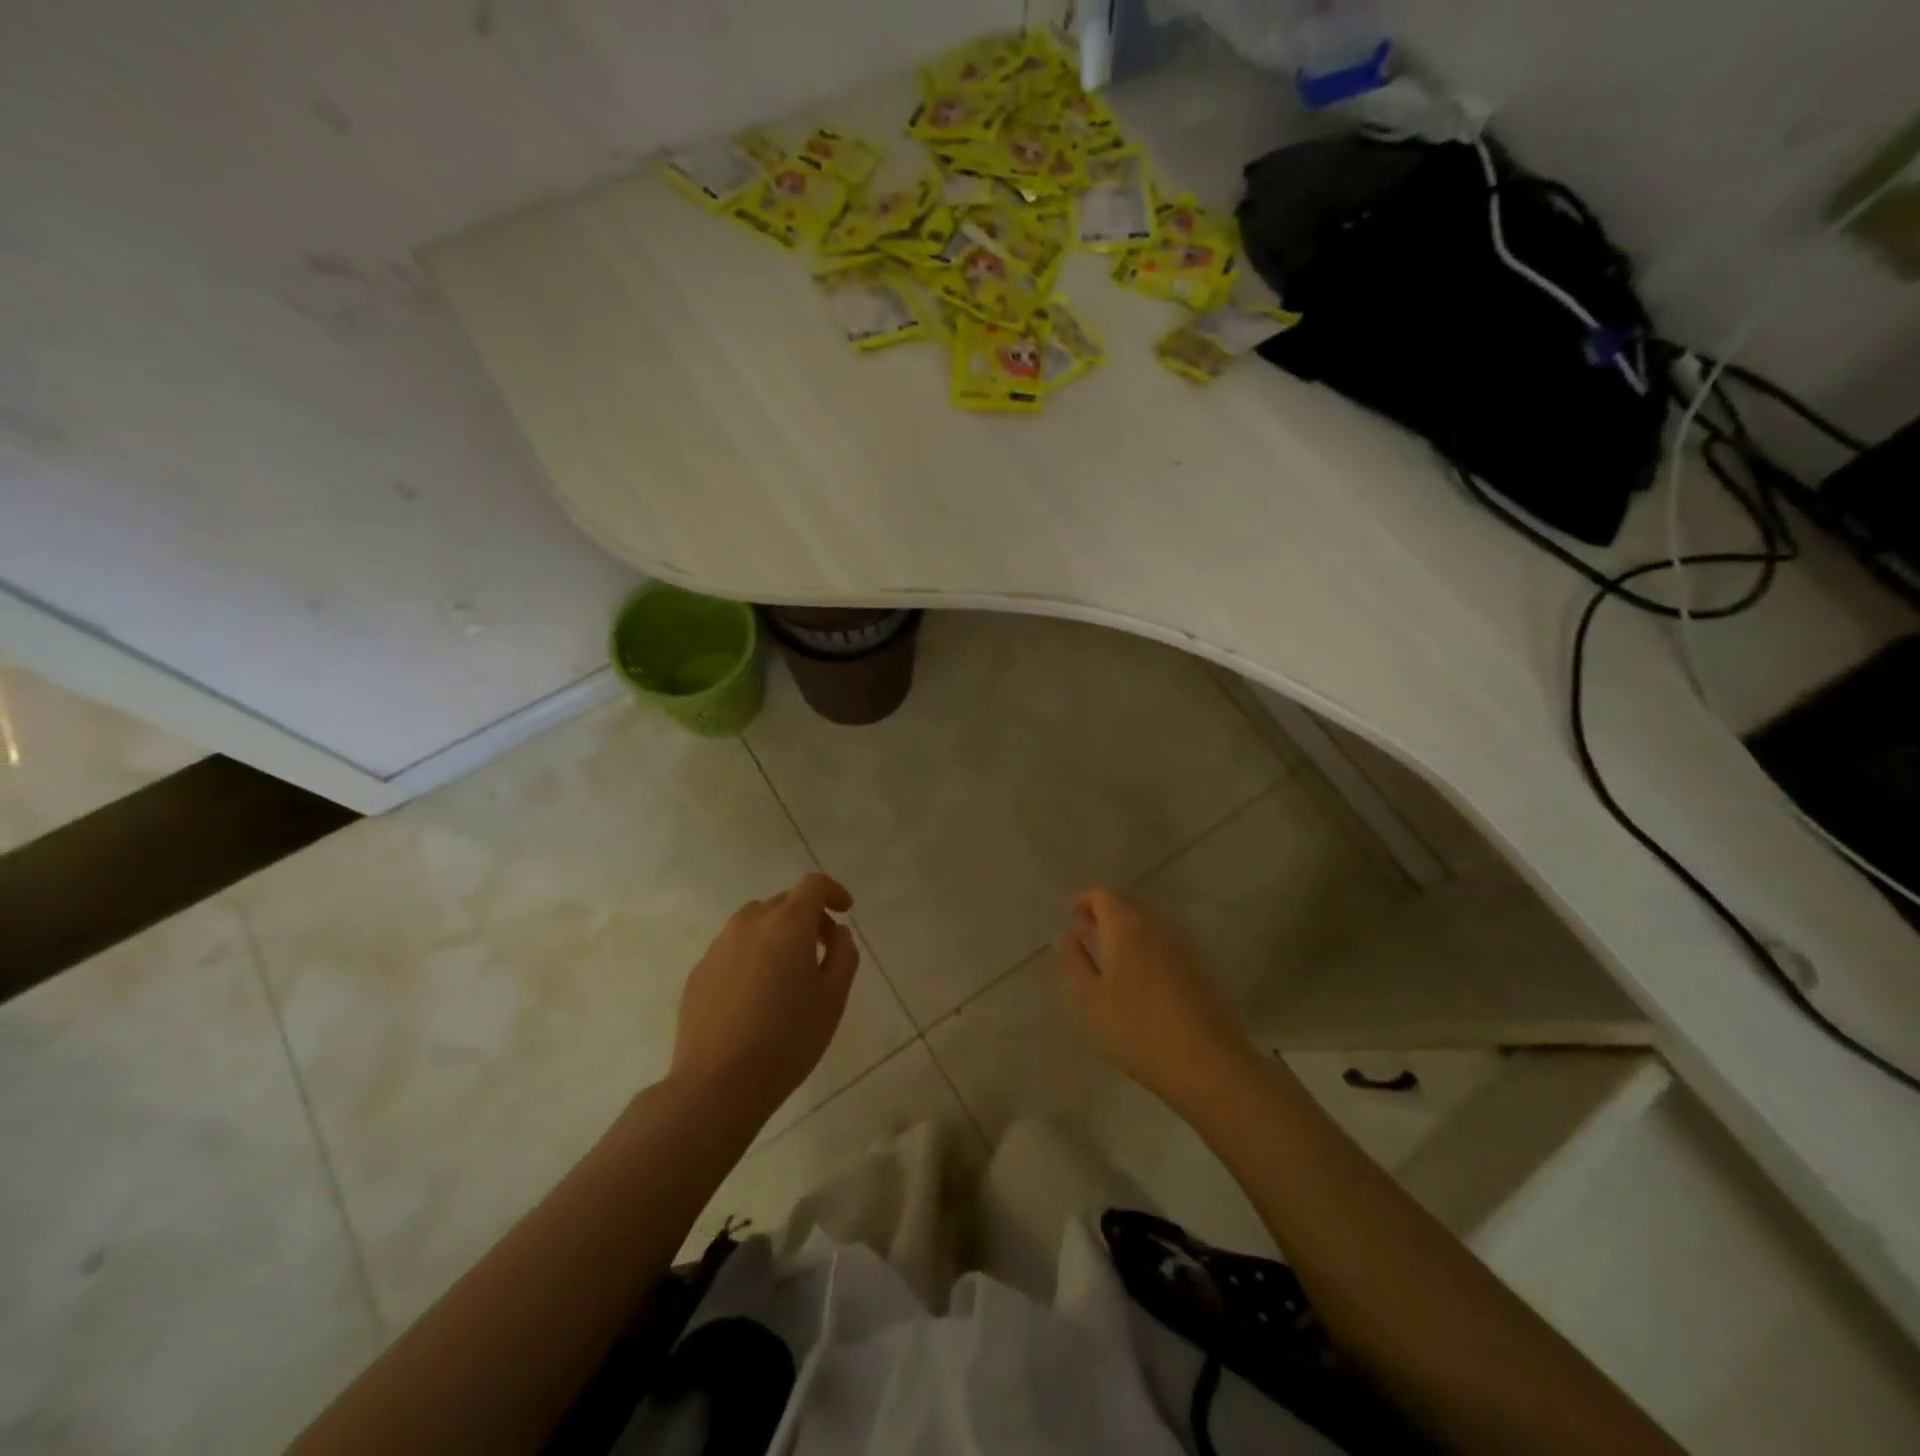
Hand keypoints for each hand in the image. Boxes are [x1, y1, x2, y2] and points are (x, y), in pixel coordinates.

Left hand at [671, 872, 859, 1124]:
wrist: (717, 1084)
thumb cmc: (787, 1039)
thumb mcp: (833, 998)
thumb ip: (843, 955)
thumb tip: (837, 933)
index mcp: (787, 924)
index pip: (813, 885)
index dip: (833, 891)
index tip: (845, 910)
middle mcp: (750, 923)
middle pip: (784, 902)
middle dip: (807, 916)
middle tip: (822, 950)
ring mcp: (719, 946)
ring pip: (755, 922)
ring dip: (776, 933)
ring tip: (786, 972)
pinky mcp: (699, 972)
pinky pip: (733, 949)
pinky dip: (751, 955)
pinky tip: (755, 995)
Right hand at [1055, 886, 1252, 1110]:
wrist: (1208, 1063)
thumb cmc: (1138, 1029)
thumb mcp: (1090, 999)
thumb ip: (1074, 961)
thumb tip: (1067, 934)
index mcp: (1128, 927)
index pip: (1103, 894)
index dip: (1084, 901)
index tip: (1071, 918)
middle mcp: (1158, 926)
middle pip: (1127, 905)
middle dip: (1104, 916)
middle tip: (1086, 938)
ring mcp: (1183, 946)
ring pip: (1148, 925)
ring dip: (1126, 933)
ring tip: (1109, 961)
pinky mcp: (1200, 968)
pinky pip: (1164, 945)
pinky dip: (1146, 949)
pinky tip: (1139, 982)